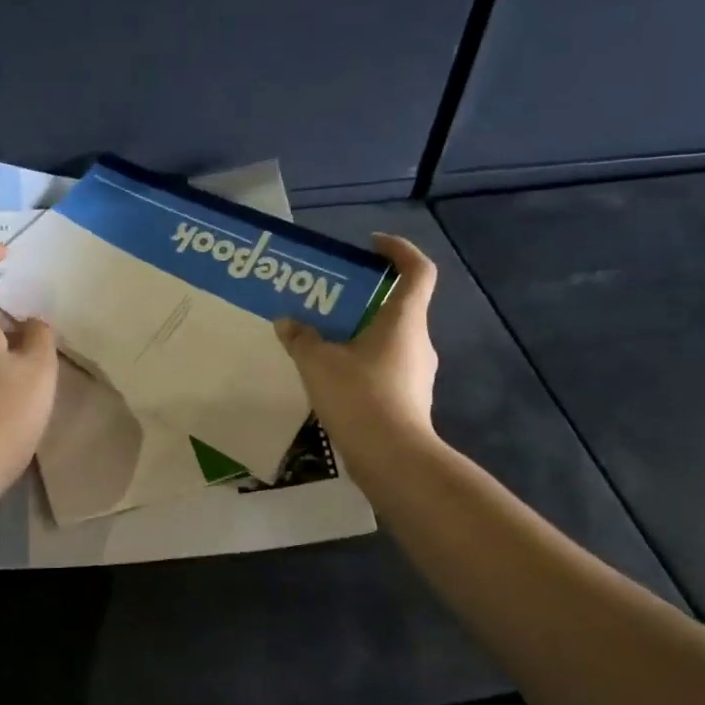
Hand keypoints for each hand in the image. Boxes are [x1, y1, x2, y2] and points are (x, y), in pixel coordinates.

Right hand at [274, 233, 438, 464]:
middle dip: (366, 299)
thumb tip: (287, 322)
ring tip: (323, 342)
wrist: (392, 459)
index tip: (371, 246)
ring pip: (389, 341)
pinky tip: (332, 380)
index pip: (417, 270)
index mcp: (404, 320)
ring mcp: (417, 374)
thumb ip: (301, 338)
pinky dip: (361, 365)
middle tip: (329, 301)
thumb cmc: (360, 397)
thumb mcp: (319, 363)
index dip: (398, 250)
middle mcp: (418, 342)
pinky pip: (384, 370)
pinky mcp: (409, 401)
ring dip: (360, 335)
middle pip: (399, 307)